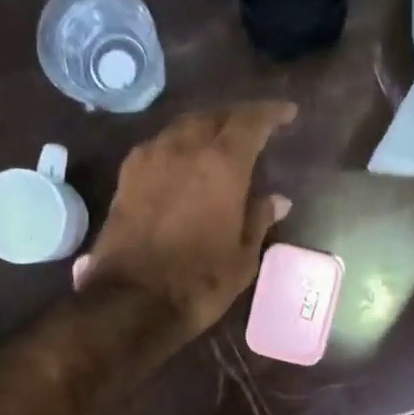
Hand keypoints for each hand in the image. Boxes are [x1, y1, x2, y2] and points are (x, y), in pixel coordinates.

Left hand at [78, 102, 294, 336]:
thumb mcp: (242, 256)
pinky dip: (177, 147)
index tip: (287, 113)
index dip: (271, 113)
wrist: (132, 301)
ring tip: (218, 143)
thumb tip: (277, 199)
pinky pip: (159, 146)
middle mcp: (184, 147)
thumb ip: (259, 218)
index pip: (251, 121)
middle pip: (213, 116)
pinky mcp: (126, 176)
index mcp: (222, 163)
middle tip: (252, 129)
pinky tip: (183, 163)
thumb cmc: (199, 281)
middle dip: (236, 118)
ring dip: (204, 129)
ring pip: (182, 127)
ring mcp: (150, 158)